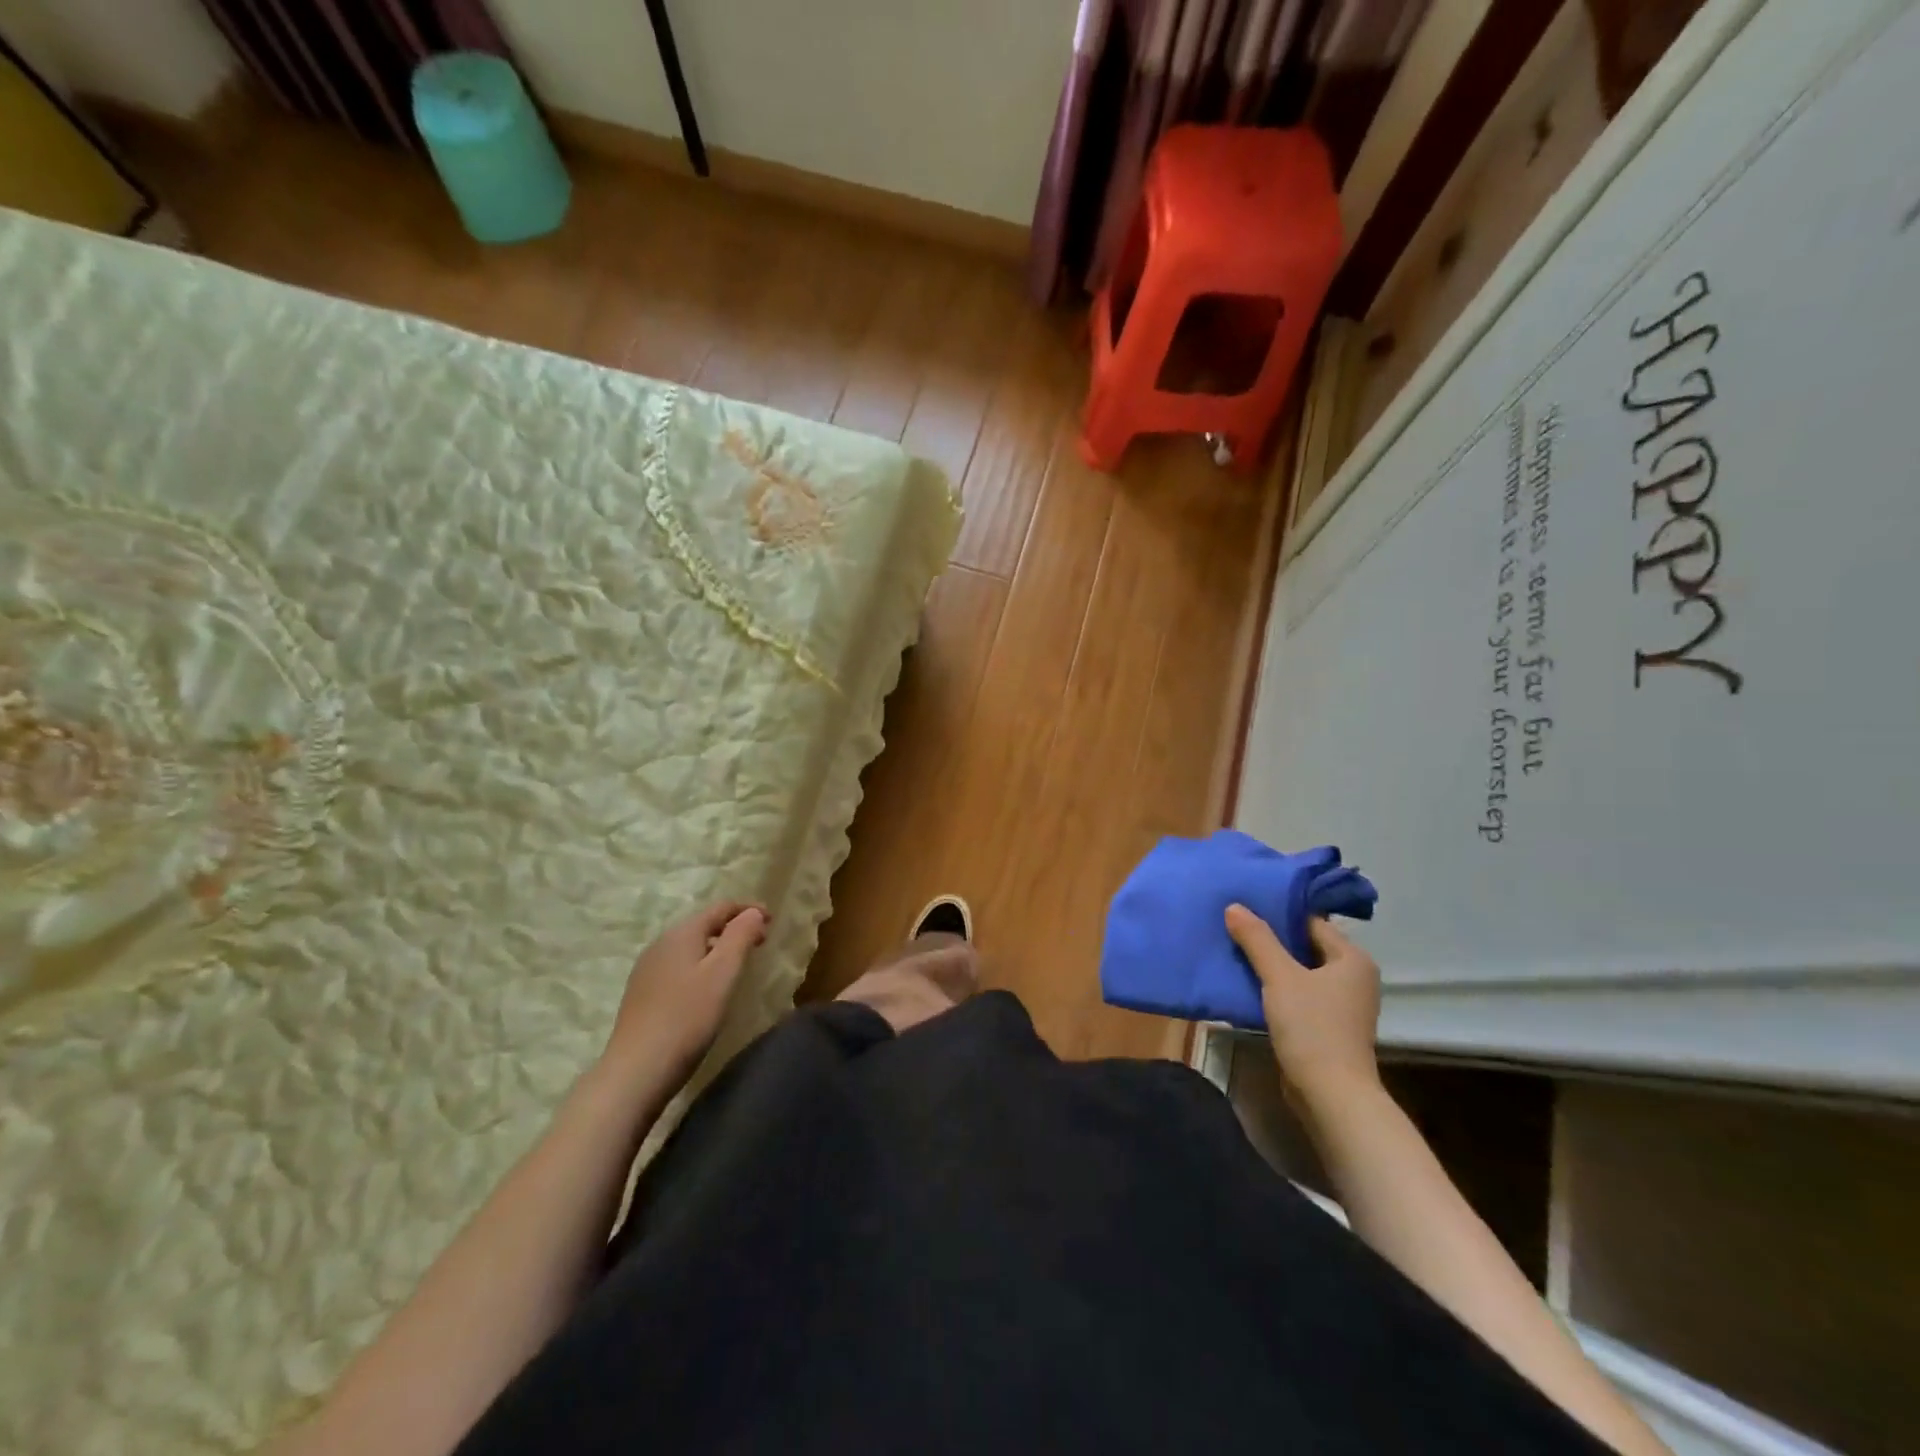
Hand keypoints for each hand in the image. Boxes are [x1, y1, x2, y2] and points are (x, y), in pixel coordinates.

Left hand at [604, 901, 767, 1086]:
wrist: (636, 1071)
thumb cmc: (687, 1018)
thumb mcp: (723, 973)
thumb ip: (740, 936)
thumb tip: (753, 911)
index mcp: (681, 933)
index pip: (720, 908)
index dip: (748, 910)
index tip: (773, 921)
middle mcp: (661, 944)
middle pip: (703, 924)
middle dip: (734, 928)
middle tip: (761, 943)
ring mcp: (647, 970)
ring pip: (690, 947)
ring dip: (717, 948)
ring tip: (739, 964)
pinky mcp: (642, 994)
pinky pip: (679, 966)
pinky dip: (701, 966)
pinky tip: (708, 988)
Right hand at [1225, 907, 1380, 1110]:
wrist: (1330, 1095)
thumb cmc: (1312, 1027)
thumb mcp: (1279, 977)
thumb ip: (1257, 940)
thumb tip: (1234, 906)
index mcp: (1352, 959)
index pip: (1312, 923)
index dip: (1279, 914)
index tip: (1246, 906)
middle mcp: (1353, 978)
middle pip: (1306, 947)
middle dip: (1271, 939)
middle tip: (1235, 925)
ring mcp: (1342, 1005)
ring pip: (1300, 972)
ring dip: (1271, 964)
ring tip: (1235, 950)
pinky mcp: (1327, 1027)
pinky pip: (1298, 995)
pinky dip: (1276, 988)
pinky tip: (1248, 983)